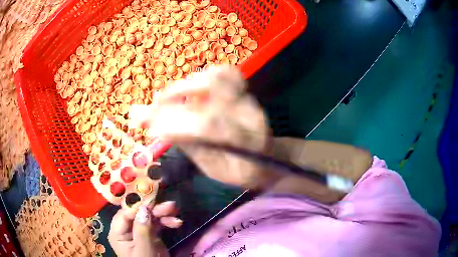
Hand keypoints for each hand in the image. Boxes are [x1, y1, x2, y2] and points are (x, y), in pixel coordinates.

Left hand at [108, 201, 181, 256]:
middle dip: (154, 209)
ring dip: (162, 214)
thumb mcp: (143, 249)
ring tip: (175, 211)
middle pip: (138, 213)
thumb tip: (144, 208)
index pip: (125, 214)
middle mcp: (126, 229)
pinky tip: (176, 223)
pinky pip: (156, 224)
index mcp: (117, 233)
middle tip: (170, 206)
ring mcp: (138, 231)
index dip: (137, 207)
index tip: (152, 201)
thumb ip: (142, 230)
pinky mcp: (149, 234)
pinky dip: (166, 222)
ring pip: (148, 217)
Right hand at [130, 66, 278, 188]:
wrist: (268, 159)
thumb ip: (190, 147)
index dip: (175, 123)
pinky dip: (203, 76)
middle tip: (152, 107)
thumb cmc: (241, 171)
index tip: (149, 127)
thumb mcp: (215, 170)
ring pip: (218, 77)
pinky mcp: (247, 91)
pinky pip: (226, 73)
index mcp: (246, 142)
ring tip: (168, 98)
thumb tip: (158, 128)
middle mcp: (251, 113)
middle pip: (212, 92)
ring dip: (186, 84)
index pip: (209, 124)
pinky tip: (192, 88)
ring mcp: (250, 98)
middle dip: (174, 96)